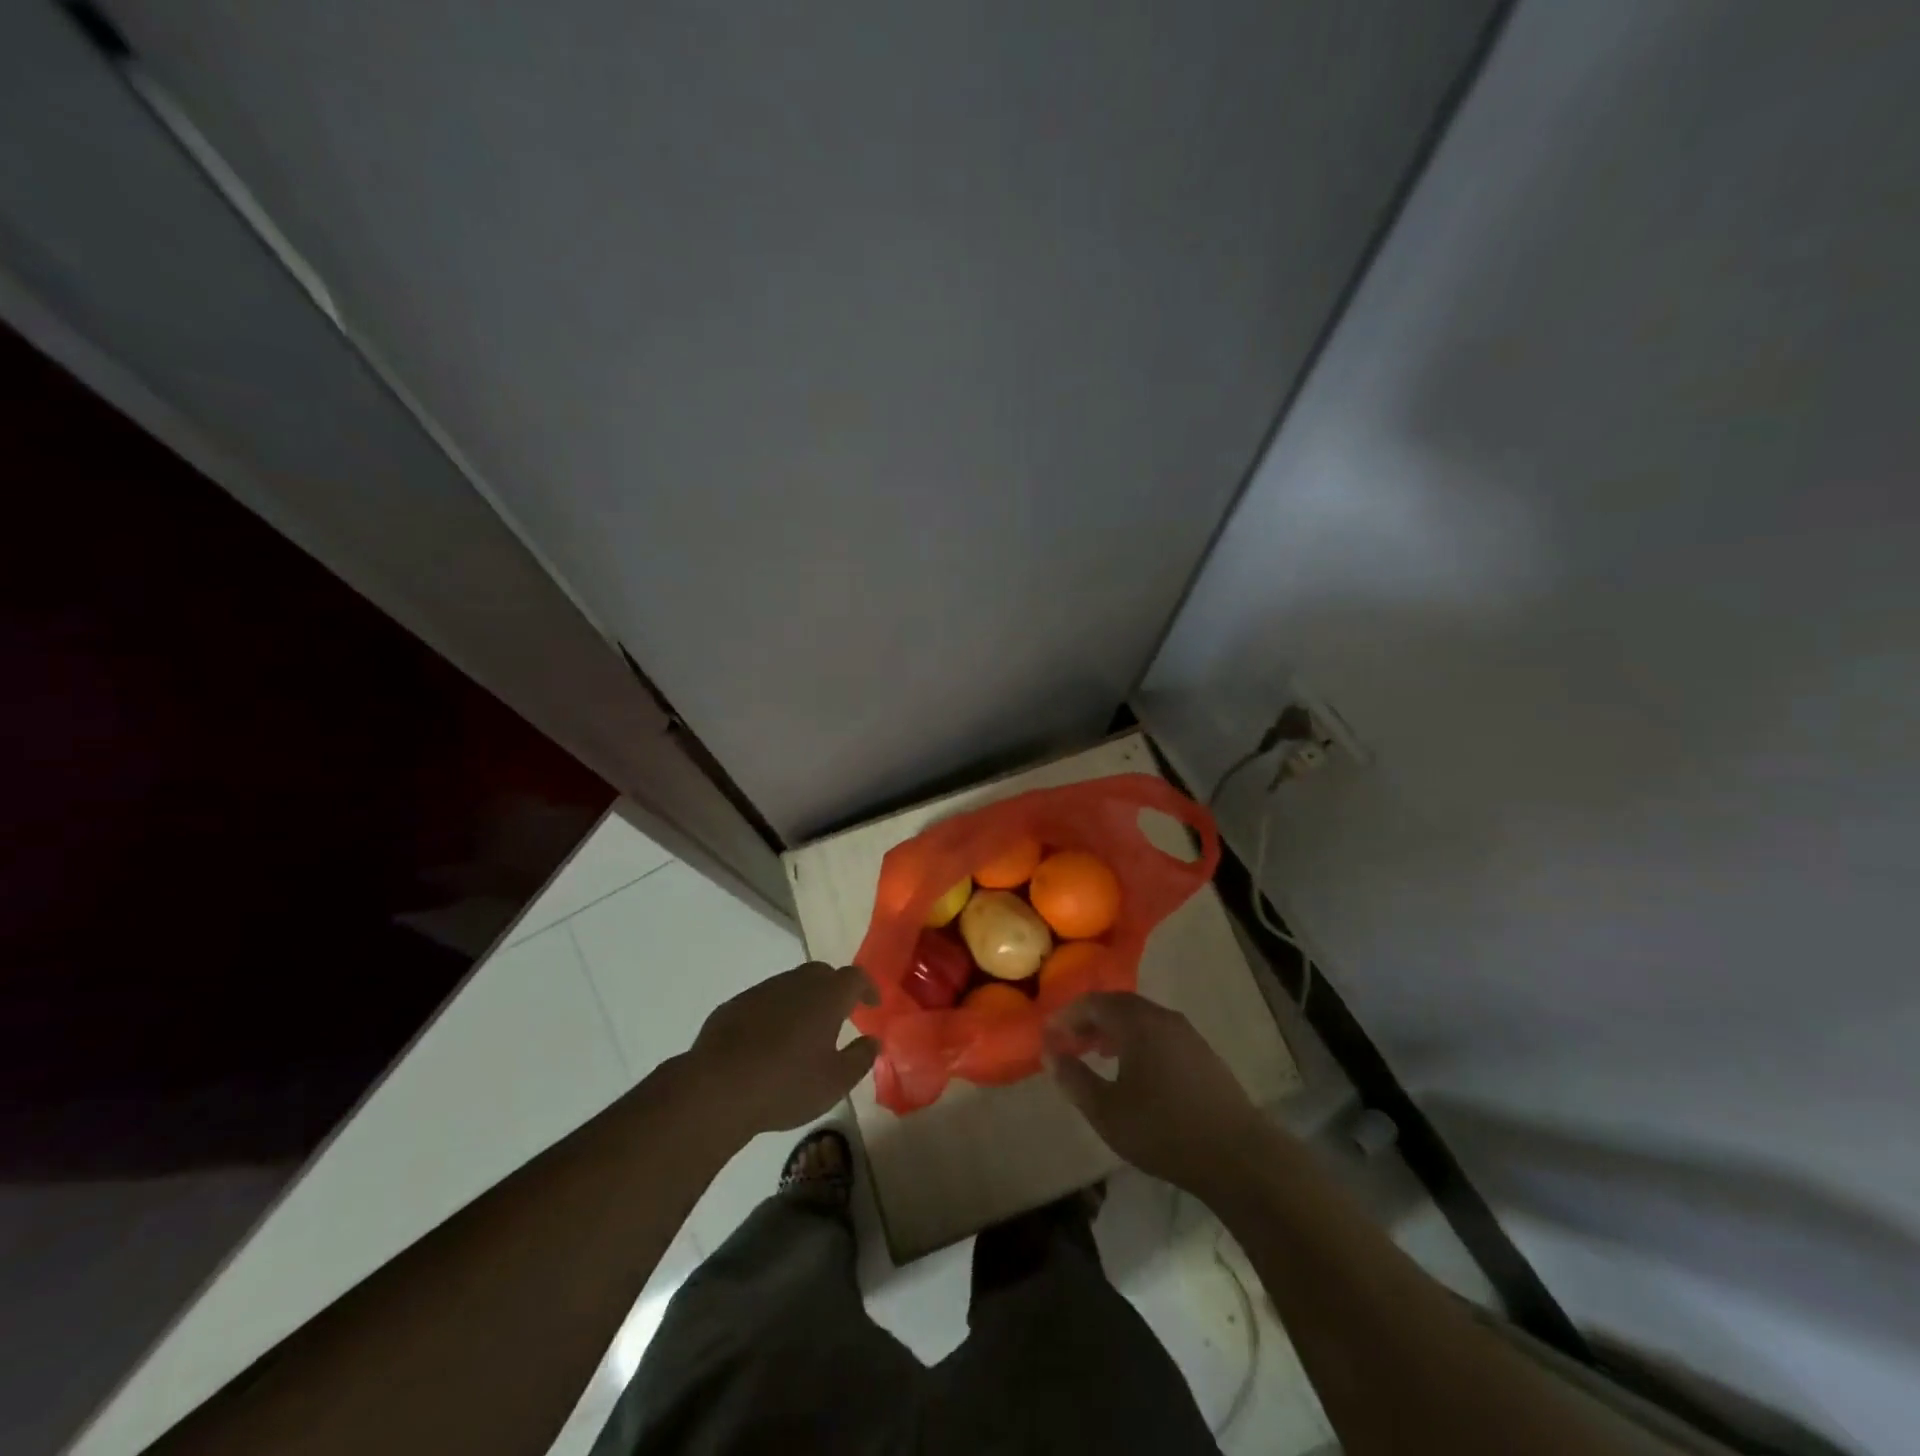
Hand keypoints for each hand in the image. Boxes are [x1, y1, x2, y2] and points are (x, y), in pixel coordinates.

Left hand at [688, 962, 878, 1137]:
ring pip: (791, 985)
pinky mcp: (734, 1005)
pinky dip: (775, 1012)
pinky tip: (769, 1041)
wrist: (718, 1089)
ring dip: (803, 1000)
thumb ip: (860, 1058)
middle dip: (834, 989)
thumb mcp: (835, 1082)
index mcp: (827, 996)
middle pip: (822, 973)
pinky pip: (764, 1001)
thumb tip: (873, 1041)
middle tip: (839, 1014)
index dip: (867, 987)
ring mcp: (762, 991)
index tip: (872, 1004)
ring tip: (804, 1030)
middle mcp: (796, 983)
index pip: (855, 977)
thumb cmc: (787, 1085)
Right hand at [1046, 992, 1265, 1193]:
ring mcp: (1186, 1033)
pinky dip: (1136, 1040)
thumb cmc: (1163, 1130)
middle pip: (1118, 1005)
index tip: (1048, 1034)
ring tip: (1095, 1054)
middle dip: (1089, 1020)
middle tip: (1069, 1042)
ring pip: (1140, 1019)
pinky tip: (1132, 1069)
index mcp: (1137, 1022)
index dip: (1067, 1016)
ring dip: (1113, 1030)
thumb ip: (1074, 1079)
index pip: (1093, 1003)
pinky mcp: (1202, 1053)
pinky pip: (1158, 1033)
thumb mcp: (1107, 1111)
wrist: (1237, 1155)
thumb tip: (1051, 1055)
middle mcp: (1162, 1017)